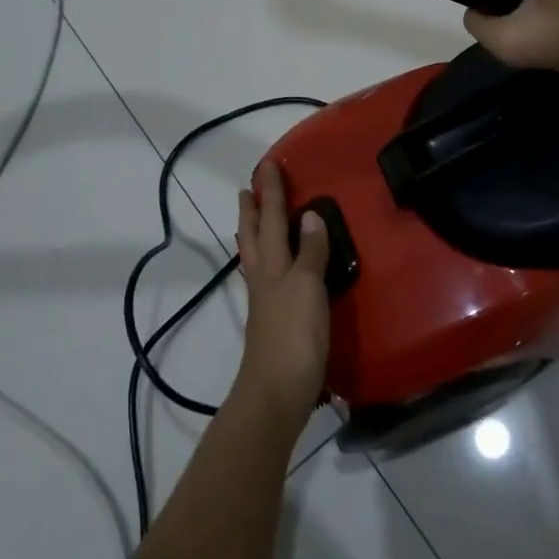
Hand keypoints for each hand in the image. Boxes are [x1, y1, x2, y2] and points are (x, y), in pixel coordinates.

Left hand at [233, 158, 330, 419]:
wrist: (276, 393)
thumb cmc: (294, 336)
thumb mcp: (307, 287)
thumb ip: (310, 252)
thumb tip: (309, 215)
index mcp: (271, 264)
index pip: (269, 219)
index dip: (271, 192)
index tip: (267, 165)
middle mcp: (263, 277)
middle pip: (252, 236)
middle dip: (251, 211)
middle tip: (248, 189)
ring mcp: (264, 301)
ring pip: (255, 256)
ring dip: (253, 232)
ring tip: (253, 218)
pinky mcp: (272, 321)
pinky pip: (268, 276)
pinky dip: (268, 259)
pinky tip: (276, 267)